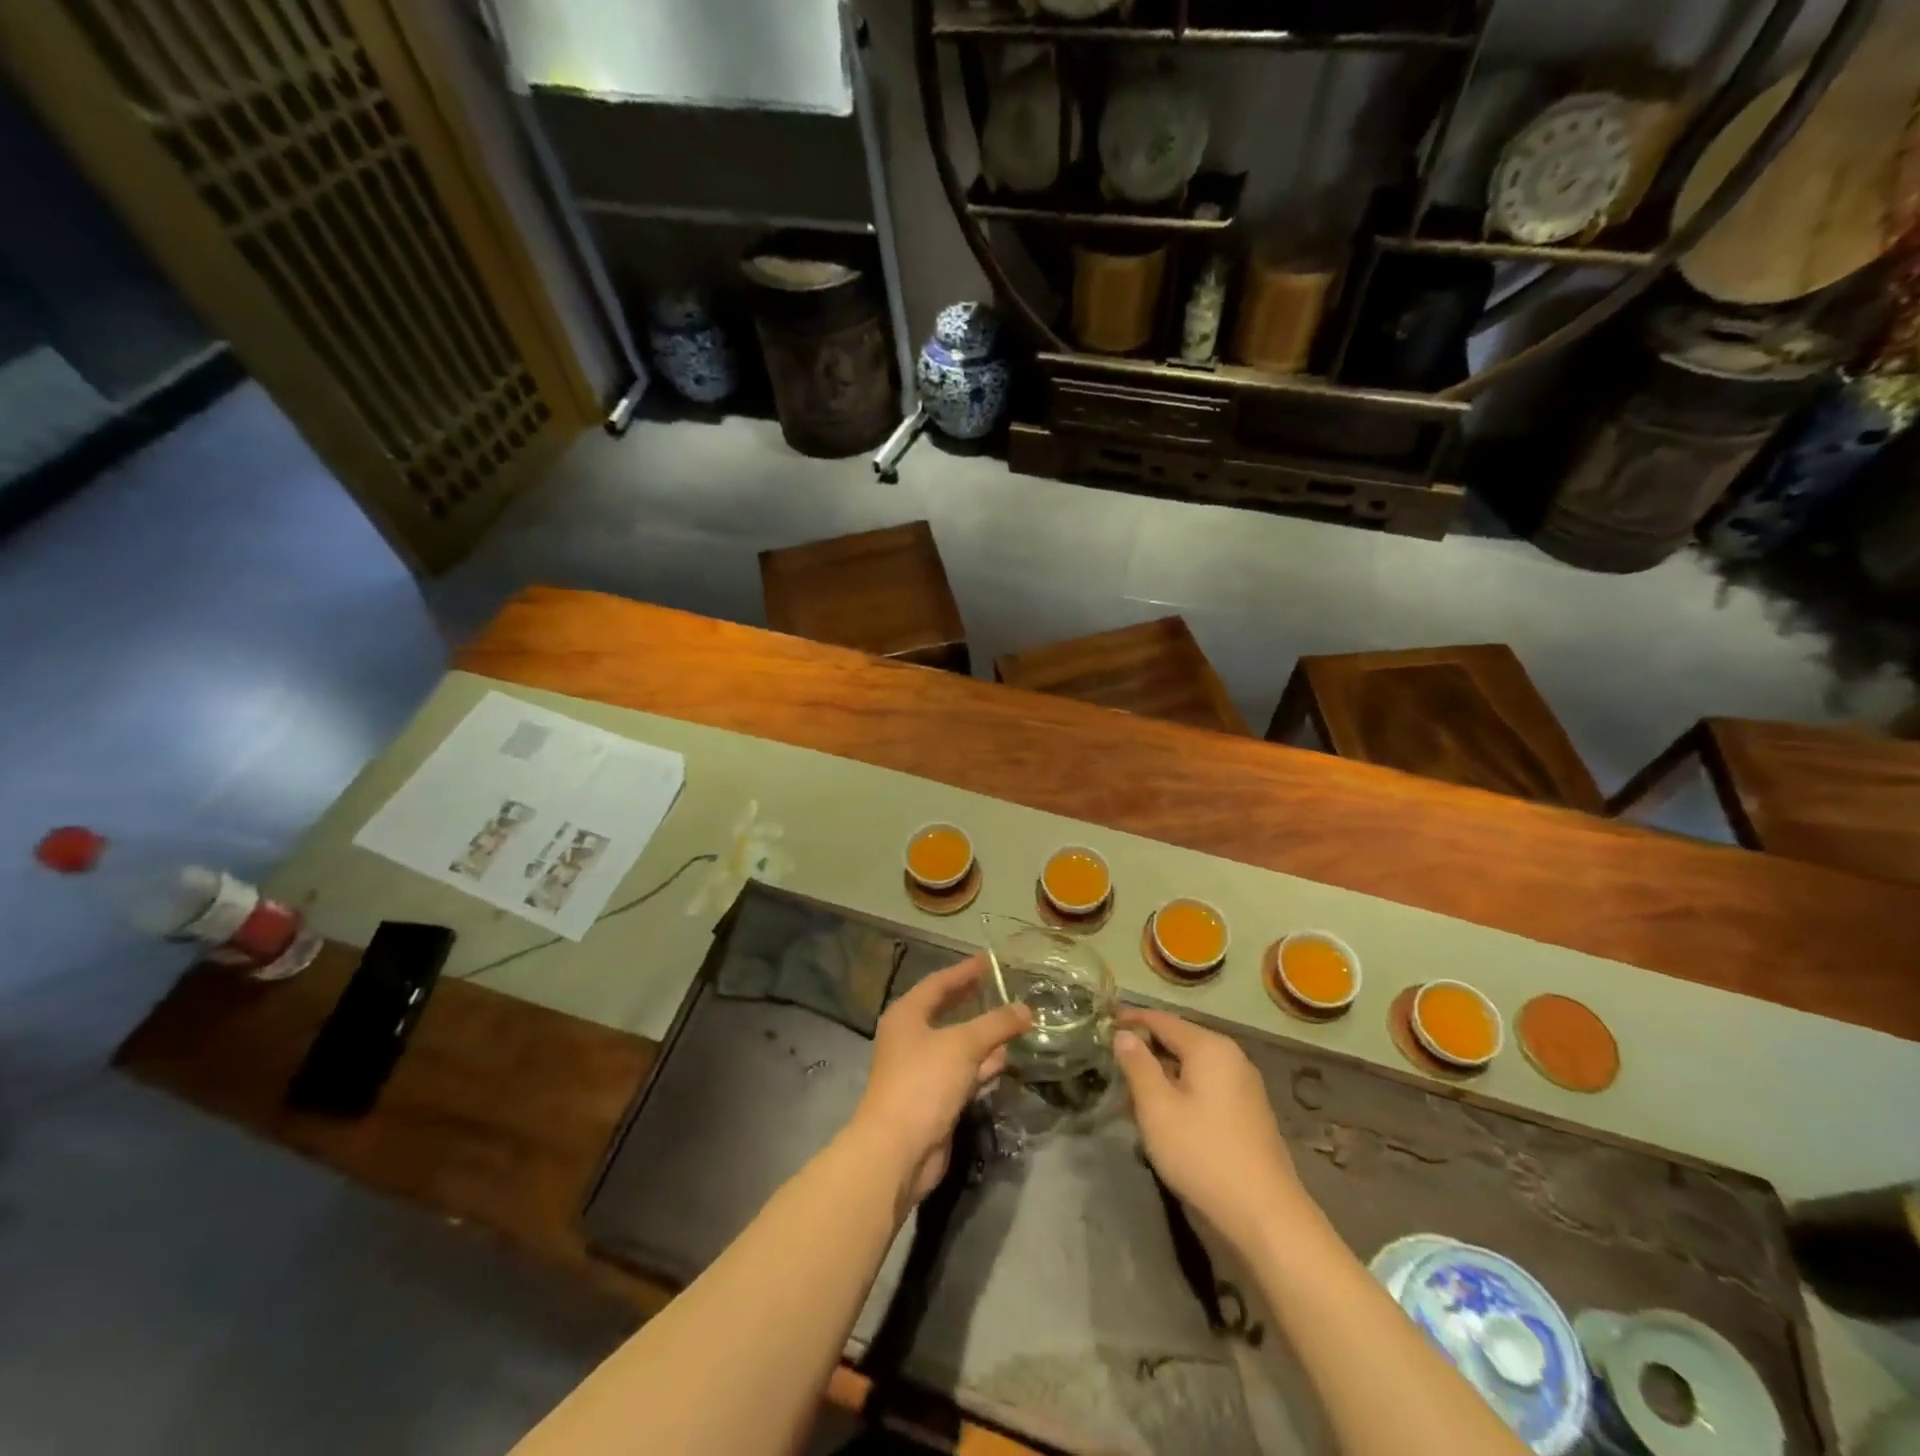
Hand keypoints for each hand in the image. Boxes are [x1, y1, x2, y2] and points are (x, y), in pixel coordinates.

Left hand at [849, 955, 1032, 1206]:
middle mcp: (911, 1038)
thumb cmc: (924, 1082)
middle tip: (1002, 988)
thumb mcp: (963, 1045)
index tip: (990, 960)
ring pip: (958, 1044)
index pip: (939, 983)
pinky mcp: (934, 1098)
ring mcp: (921, 1070)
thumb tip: (1027, 1009)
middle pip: (947, 1011)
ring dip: (985, 1035)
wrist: (898, 1150)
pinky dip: (984, 1064)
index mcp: (907, 1015)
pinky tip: (1007, 1060)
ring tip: (1015, 1022)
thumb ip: (997, 1024)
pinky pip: (963, 1071)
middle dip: (975, 1001)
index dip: (965, 971)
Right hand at [1114, 1007, 1312, 1253]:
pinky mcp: (1247, 1115)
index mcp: (1209, 1047)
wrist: (1265, 1216)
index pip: (1162, 1020)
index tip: (1103, 1022)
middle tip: (1112, 1066)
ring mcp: (1243, 1087)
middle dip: (1144, 1053)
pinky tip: (1162, 1119)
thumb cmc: (1202, 1153)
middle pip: (1178, 1042)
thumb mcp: (1157, 1108)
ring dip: (1160, 1078)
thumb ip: (1137, 1065)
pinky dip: (1180, 1095)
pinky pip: (1205, 1090)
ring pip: (1191, 1069)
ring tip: (1129, 1099)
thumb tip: (1124, 1034)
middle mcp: (1230, 1058)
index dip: (1131, 1019)